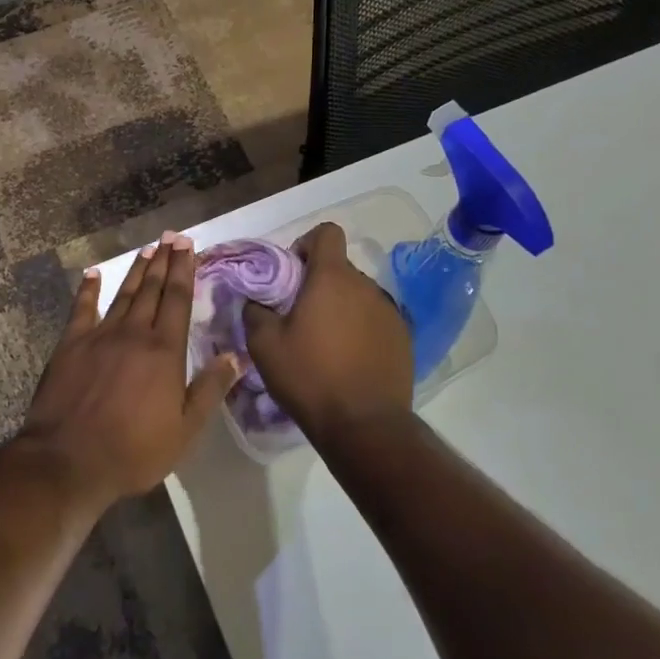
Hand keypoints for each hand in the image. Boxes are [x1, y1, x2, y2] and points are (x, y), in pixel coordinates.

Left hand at [15, 232, 243, 508]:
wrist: (68, 461)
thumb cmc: (133, 451)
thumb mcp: (184, 430)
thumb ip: (210, 389)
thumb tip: (235, 356)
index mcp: (164, 351)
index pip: (178, 300)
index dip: (184, 270)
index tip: (188, 246)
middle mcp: (134, 333)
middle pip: (153, 290)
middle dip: (164, 261)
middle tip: (171, 237)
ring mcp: (99, 336)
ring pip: (124, 295)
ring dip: (137, 271)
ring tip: (147, 250)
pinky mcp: (70, 345)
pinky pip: (81, 309)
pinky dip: (88, 289)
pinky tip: (93, 273)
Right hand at [243, 222, 413, 445]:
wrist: (364, 426)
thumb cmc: (310, 377)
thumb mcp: (264, 346)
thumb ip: (255, 311)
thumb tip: (255, 300)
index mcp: (332, 278)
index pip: (327, 233)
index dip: (307, 244)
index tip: (293, 273)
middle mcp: (365, 285)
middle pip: (340, 268)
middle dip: (320, 282)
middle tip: (300, 315)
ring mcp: (389, 311)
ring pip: (359, 295)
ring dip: (341, 307)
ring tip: (326, 342)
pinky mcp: (404, 337)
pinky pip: (376, 319)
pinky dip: (361, 329)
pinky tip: (350, 359)